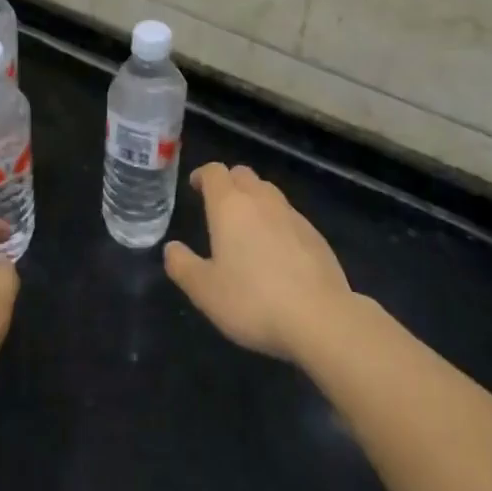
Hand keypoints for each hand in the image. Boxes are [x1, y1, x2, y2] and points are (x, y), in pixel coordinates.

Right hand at [164, 163, 352, 364]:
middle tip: (218, 205)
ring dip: (254, 199)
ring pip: (268, 192)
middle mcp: (261, 201)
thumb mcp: (205, 291)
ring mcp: (292, 215)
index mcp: (230, 206)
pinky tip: (276, 250)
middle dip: (228, 183)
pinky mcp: (315, 235)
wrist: (320, 318)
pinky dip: (276, 221)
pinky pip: (288, 215)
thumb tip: (171, 248)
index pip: (215, 172)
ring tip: (246, 226)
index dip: (203, 175)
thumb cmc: (253, 301)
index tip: (195, 186)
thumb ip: (183, 266)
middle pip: (243, 175)